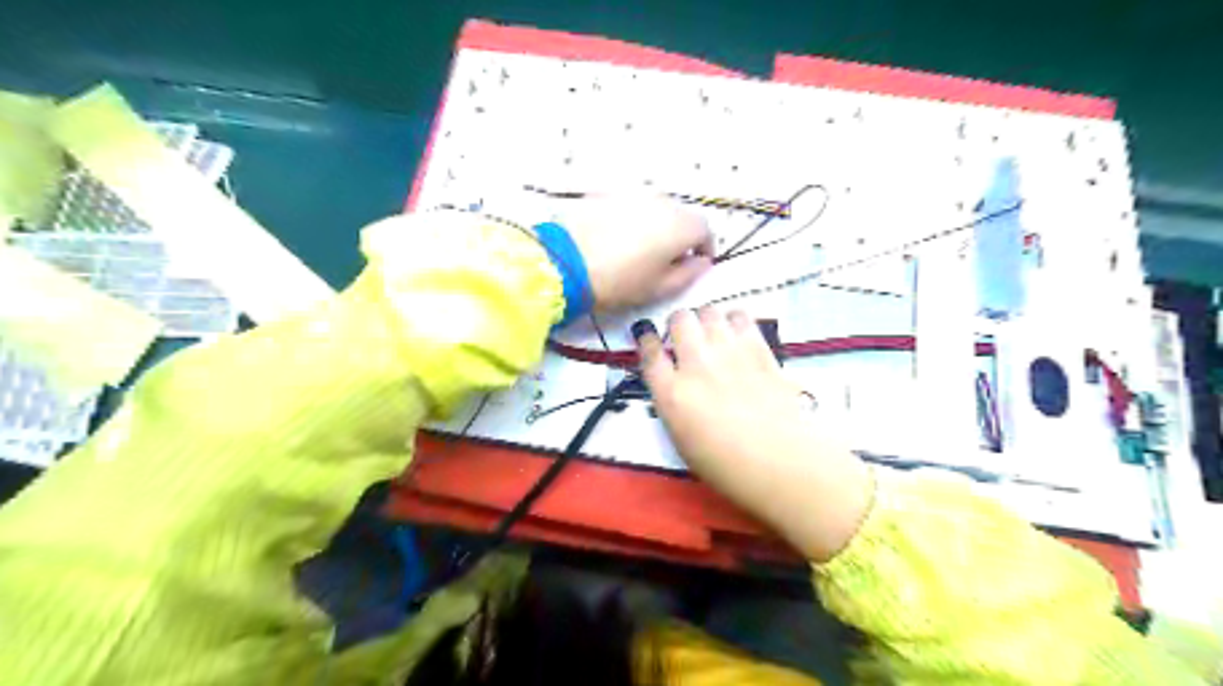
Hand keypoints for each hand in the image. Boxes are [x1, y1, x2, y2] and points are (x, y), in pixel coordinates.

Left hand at [558, 194, 718, 311]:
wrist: (565, 262)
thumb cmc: (620, 281)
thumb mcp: (660, 288)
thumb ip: (689, 274)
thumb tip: (701, 262)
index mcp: (680, 224)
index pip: (705, 230)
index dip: (704, 248)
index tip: (696, 263)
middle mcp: (661, 201)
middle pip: (680, 215)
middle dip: (680, 235)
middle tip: (667, 259)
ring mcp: (632, 193)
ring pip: (655, 208)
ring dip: (656, 224)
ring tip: (640, 249)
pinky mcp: (606, 193)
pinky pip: (629, 205)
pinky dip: (631, 218)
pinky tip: (616, 238)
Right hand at [630, 308, 879, 561]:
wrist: (783, 462)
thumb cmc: (729, 467)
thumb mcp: (683, 442)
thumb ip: (674, 405)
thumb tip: (674, 384)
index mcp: (672, 394)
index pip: (650, 351)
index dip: (647, 340)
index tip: (650, 339)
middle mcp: (696, 364)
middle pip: (679, 319)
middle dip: (678, 323)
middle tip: (685, 336)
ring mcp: (729, 353)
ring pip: (709, 311)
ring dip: (706, 319)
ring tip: (713, 333)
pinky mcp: (759, 349)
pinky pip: (741, 317)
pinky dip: (735, 321)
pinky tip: (738, 335)